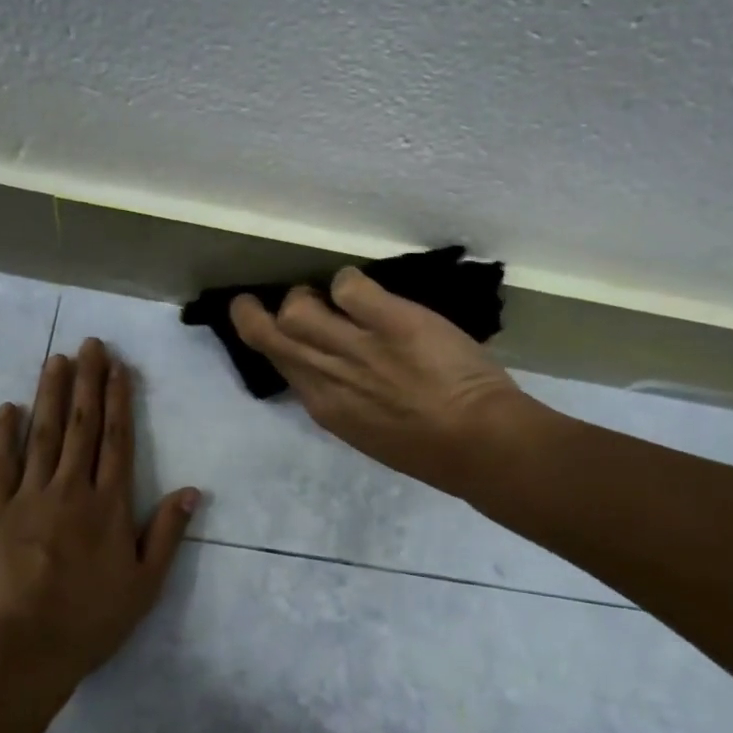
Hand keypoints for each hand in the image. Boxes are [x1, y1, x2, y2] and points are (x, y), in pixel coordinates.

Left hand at [0, 339, 200, 680]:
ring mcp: (29, 496)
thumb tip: (192, 490)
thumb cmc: (91, 619)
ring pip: (43, 434)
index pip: (116, 440)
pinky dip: (4, 434)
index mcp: (108, 505)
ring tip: (56, 359)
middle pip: (81, 426)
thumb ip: (167, 533)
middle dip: (87, 381)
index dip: (118, 400)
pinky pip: (1, 465)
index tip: (118, 367)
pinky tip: (8, 407)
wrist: (24, 649)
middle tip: (90, 344)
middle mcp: (71, 489)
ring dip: (50, 394)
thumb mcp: (145, 584)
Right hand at [230, 267, 546, 498]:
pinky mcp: (389, 321)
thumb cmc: (431, 450)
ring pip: (297, 308)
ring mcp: (355, 346)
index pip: (277, 364)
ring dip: (306, 296)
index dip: (268, 342)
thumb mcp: (369, 430)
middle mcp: (327, 374)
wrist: (479, 445)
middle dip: (253, 313)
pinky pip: (348, 286)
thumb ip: (344, 398)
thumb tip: (332, 370)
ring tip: (329, 296)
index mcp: (324, 407)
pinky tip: (366, 291)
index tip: (271, 330)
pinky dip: (349, 282)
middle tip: (266, 299)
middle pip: (268, 333)